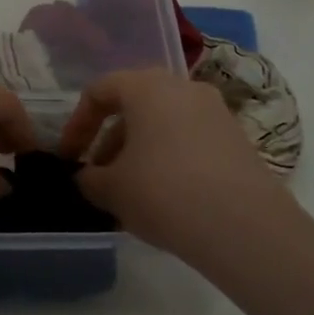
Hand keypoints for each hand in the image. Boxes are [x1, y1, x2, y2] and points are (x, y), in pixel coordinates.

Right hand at [57, 68, 290, 262]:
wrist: (245, 228)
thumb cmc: (163, 193)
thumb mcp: (110, 189)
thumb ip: (88, 178)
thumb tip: (87, 176)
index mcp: (147, 87)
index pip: (100, 90)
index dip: (77, 124)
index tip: (69, 157)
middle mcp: (183, 88)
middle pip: (134, 105)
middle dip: (110, 140)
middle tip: (99, 175)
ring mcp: (216, 112)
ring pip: (164, 124)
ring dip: (139, 151)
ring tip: (129, 192)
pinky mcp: (237, 140)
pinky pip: (189, 141)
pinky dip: (169, 160)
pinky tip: (164, 198)